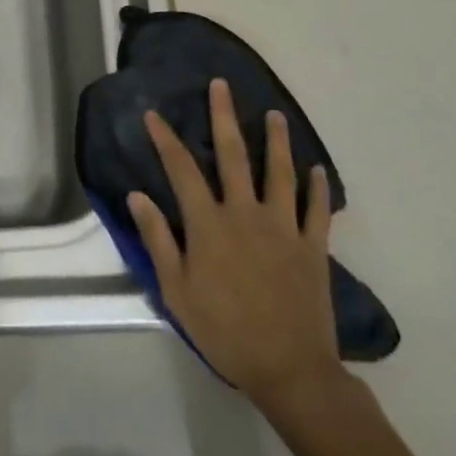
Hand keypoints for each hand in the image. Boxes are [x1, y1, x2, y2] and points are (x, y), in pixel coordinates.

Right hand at [128, 79, 348, 418]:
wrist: (289, 370)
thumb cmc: (225, 331)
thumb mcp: (177, 290)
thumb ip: (158, 239)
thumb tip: (137, 195)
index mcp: (209, 223)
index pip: (182, 169)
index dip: (165, 139)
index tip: (153, 113)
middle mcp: (245, 213)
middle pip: (233, 154)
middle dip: (224, 116)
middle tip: (221, 85)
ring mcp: (283, 227)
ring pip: (280, 172)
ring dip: (277, 140)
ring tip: (275, 114)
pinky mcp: (312, 246)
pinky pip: (317, 210)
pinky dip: (318, 188)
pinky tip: (317, 169)